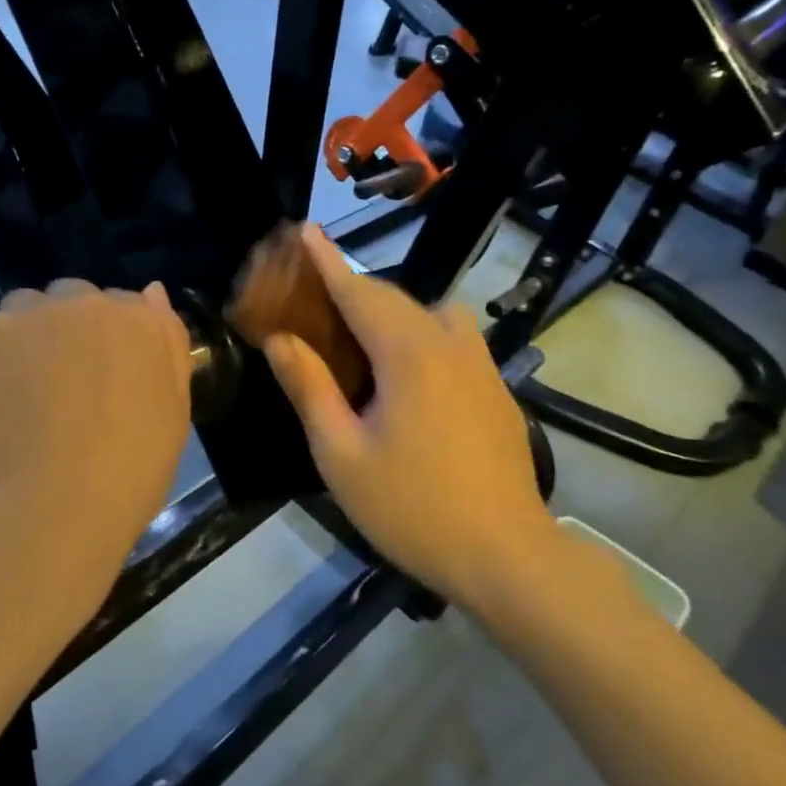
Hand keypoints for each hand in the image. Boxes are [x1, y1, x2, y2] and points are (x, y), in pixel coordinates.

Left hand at [0, 279, 192, 596]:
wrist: (46, 508)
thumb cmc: (125, 476)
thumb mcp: (172, 418)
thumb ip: (166, 350)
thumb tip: (153, 293)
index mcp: (143, 325)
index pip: (130, 306)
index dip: (114, 340)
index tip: (104, 375)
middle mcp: (89, 304)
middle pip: (75, 299)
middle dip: (70, 329)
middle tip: (61, 383)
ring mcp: (32, 315)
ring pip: (28, 309)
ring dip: (29, 335)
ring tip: (20, 391)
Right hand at [259, 228, 558, 610]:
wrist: (506, 556)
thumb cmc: (412, 508)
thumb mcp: (342, 454)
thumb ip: (310, 388)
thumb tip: (279, 340)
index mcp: (409, 354)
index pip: (359, 291)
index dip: (327, 261)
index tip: (305, 229)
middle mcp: (450, 344)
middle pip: (395, 299)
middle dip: (353, 289)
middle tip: (314, 299)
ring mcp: (481, 365)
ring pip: (431, 316)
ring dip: (392, 315)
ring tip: (362, 348)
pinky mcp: (497, 389)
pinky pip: (452, 342)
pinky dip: (419, 338)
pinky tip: (406, 383)